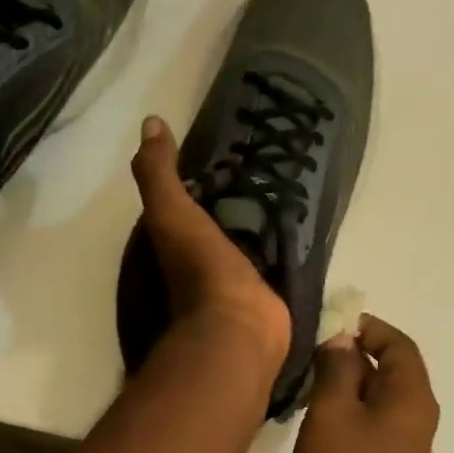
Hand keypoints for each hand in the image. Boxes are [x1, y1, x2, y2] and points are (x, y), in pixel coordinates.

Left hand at [131, 116, 289, 381]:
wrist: (237, 328)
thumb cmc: (199, 269)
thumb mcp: (170, 214)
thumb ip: (158, 173)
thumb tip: (151, 123)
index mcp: (176, 243)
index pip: (183, 203)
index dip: (198, 180)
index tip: (225, 152)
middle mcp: (201, 260)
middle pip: (218, 221)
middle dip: (236, 199)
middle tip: (266, 165)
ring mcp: (236, 279)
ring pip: (248, 240)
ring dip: (261, 222)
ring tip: (290, 187)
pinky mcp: (267, 292)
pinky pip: (275, 260)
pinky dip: (284, 245)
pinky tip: (303, 224)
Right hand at [291, 315, 439, 452]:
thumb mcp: (332, 412)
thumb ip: (338, 367)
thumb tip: (343, 338)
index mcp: (412, 398)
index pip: (399, 344)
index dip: (368, 327)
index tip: (329, 321)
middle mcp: (415, 417)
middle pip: (390, 369)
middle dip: (353, 353)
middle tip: (309, 349)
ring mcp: (400, 446)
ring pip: (376, 397)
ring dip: (345, 382)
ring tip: (305, 378)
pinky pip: (368, 423)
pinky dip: (344, 409)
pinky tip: (312, 415)